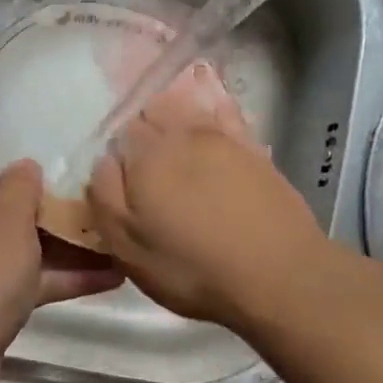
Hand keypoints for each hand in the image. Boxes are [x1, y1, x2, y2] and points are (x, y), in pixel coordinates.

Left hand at [0, 132, 121, 382]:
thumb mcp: (8, 224)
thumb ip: (20, 188)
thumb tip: (23, 165)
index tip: (32, 127)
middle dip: (42, 195)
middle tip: (85, 182)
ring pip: (18, 244)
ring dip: (61, 242)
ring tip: (111, 233)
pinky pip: (22, 279)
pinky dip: (57, 278)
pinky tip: (108, 279)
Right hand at [86, 86, 326, 328]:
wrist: (278, 274)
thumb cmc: (193, 268)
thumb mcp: (128, 249)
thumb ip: (106, 197)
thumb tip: (105, 161)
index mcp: (145, 156)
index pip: (121, 131)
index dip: (119, 152)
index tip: (123, 179)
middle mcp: (182, 134)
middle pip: (154, 111)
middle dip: (146, 129)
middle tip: (147, 166)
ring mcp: (223, 137)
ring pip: (190, 107)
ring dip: (177, 115)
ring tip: (176, 146)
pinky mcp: (256, 148)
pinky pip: (226, 114)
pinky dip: (214, 110)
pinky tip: (213, 117)